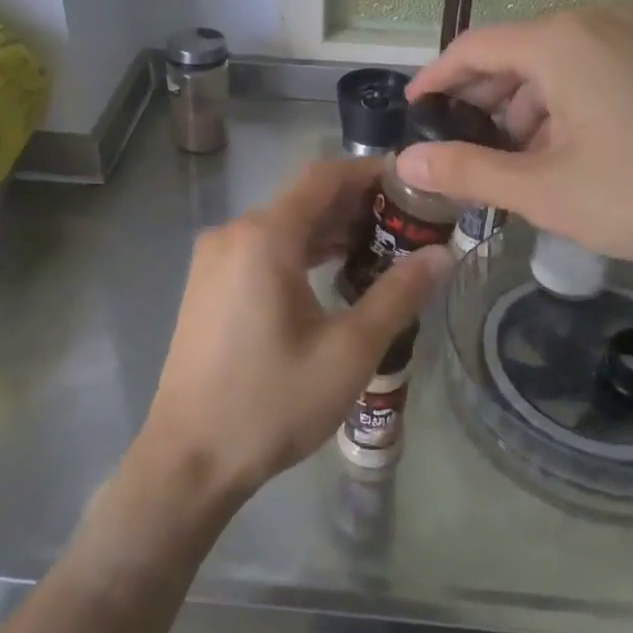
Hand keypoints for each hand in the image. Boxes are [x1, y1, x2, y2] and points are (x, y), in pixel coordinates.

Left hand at [138, 159, 452, 502]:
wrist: (189, 460)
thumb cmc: (271, 403)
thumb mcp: (348, 352)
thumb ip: (398, 295)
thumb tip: (444, 254)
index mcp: (264, 236)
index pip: (325, 177)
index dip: (371, 172)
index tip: (413, 183)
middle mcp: (234, 233)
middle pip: (304, 199)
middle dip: (357, 205)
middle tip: (409, 223)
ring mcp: (215, 258)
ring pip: (284, 224)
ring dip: (331, 230)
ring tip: (382, 248)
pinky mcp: (209, 283)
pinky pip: (263, 248)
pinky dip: (302, 251)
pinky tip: (334, 272)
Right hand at [399, 4, 632, 279]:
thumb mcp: (543, 190)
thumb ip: (466, 170)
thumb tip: (407, 161)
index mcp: (561, 40)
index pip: (474, 47)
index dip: (436, 78)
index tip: (415, 110)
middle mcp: (597, 18)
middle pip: (514, 51)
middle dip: (481, 99)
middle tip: (458, 145)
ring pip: (554, 61)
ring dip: (523, 105)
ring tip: (512, 159)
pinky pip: (590, 66)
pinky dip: (563, 100)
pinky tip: (563, 147)